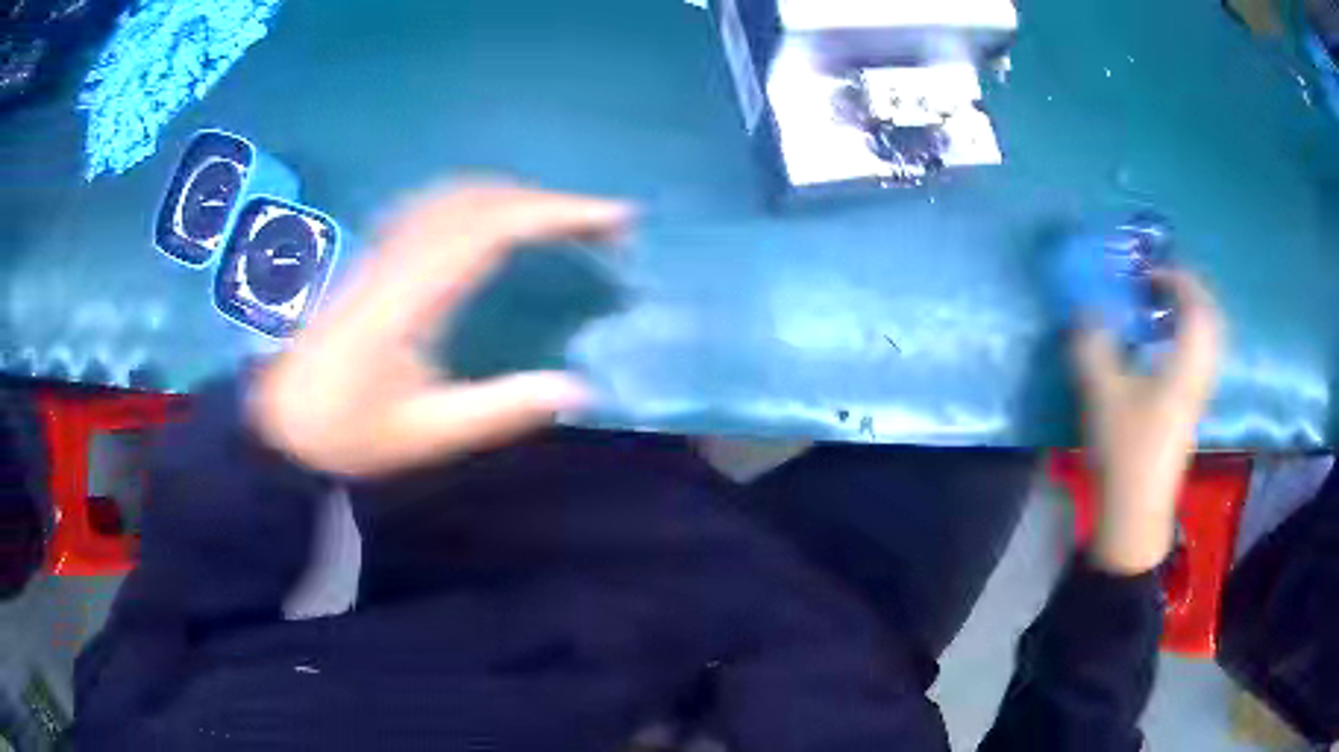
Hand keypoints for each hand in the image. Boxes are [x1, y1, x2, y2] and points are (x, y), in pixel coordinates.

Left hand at [250, 183, 631, 476]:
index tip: (615, 216)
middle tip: (599, 226)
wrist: (277, 420)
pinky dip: (478, 202)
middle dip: (548, 201)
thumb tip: (579, 390)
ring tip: (557, 222)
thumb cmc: (344, 432)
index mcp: (413, 295)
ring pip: (455, 194)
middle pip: (481, 198)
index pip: (495, 228)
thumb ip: (500, 409)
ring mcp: (382, 249)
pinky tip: (490, 223)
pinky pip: (433, 205)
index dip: (560, 213)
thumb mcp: (425, 435)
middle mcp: (399, 257)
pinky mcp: (373, 255)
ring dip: (514, 196)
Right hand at [1071, 270, 1223, 573]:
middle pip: (1211, 320)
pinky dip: (1187, 339)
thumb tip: (1086, 310)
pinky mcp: (1191, 410)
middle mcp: (1200, 374)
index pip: (1197, 305)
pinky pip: (1200, 358)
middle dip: (1189, 293)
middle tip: (1161, 283)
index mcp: (1187, 364)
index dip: (1176, 278)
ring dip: (1189, 316)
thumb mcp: (1102, 393)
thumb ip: (1093, 344)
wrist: (1136, 512)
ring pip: (1208, 340)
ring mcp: (1199, 394)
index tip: (1148, 272)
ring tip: (1162, 310)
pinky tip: (1163, 347)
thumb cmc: (1125, 450)